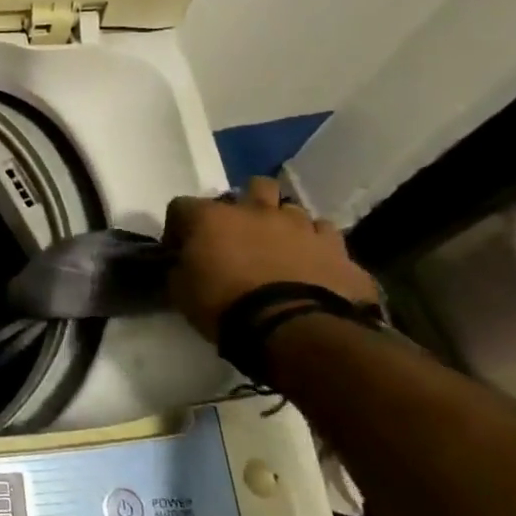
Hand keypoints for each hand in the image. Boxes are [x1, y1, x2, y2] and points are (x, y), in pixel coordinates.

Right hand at [163, 176, 377, 340]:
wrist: (292, 329)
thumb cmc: (225, 306)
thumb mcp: (181, 291)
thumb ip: (180, 269)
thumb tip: (182, 264)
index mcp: (212, 218)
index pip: (182, 206)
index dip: (179, 226)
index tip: (180, 249)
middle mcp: (258, 211)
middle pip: (256, 186)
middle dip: (248, 203)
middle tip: (241, 232)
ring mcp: (302, 227)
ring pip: (294, 210)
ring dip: (283, 225)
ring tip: (279, 250)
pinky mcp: (337, 249)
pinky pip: (326, 236)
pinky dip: (316, 246)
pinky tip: (311, 265)